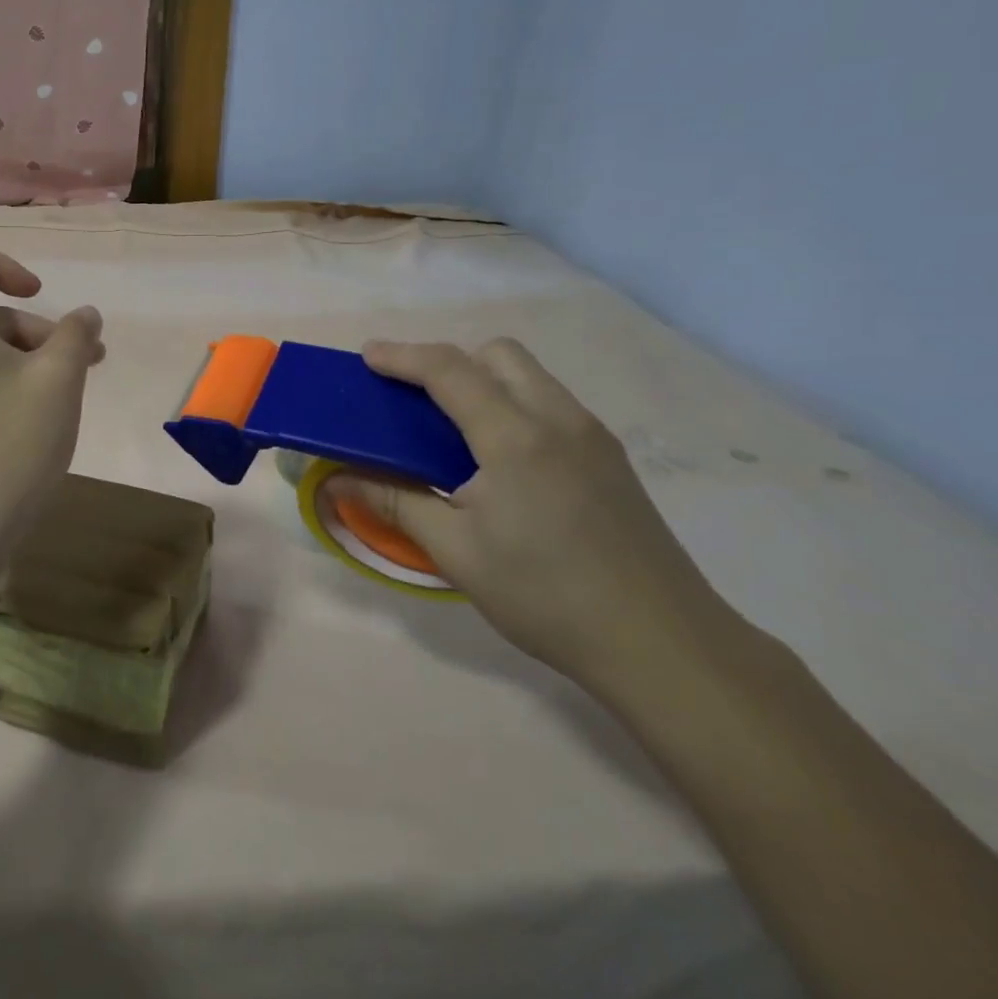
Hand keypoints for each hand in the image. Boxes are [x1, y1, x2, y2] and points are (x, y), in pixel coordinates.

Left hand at [0, 248, 103, 545]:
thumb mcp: (59, 379)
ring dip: (31, 357)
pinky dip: (9, 380)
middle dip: (38, 329)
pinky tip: (43, 412)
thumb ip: (76, 335)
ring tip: (74, 389)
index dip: (2, 266)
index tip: (40, 295)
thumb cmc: (13, 440)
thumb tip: (85, 316)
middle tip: (86, 360)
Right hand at [328, 339, 734, 693]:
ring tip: (449, 428)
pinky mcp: (610, 458)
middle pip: (497, 354)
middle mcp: (558, 419)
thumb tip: (335, 480)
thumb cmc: (545, 595)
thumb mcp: (455, 551)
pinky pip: (550, 403)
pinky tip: (497, 460)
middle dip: (448, 361)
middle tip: (412, 399)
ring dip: (482, 380)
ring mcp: (592, 436)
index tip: (366, 357)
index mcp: (515, 436)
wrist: (662, 643)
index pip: (449, 370)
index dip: (402, 356)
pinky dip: (511, 404)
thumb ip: (394, 502)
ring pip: (529, 375)